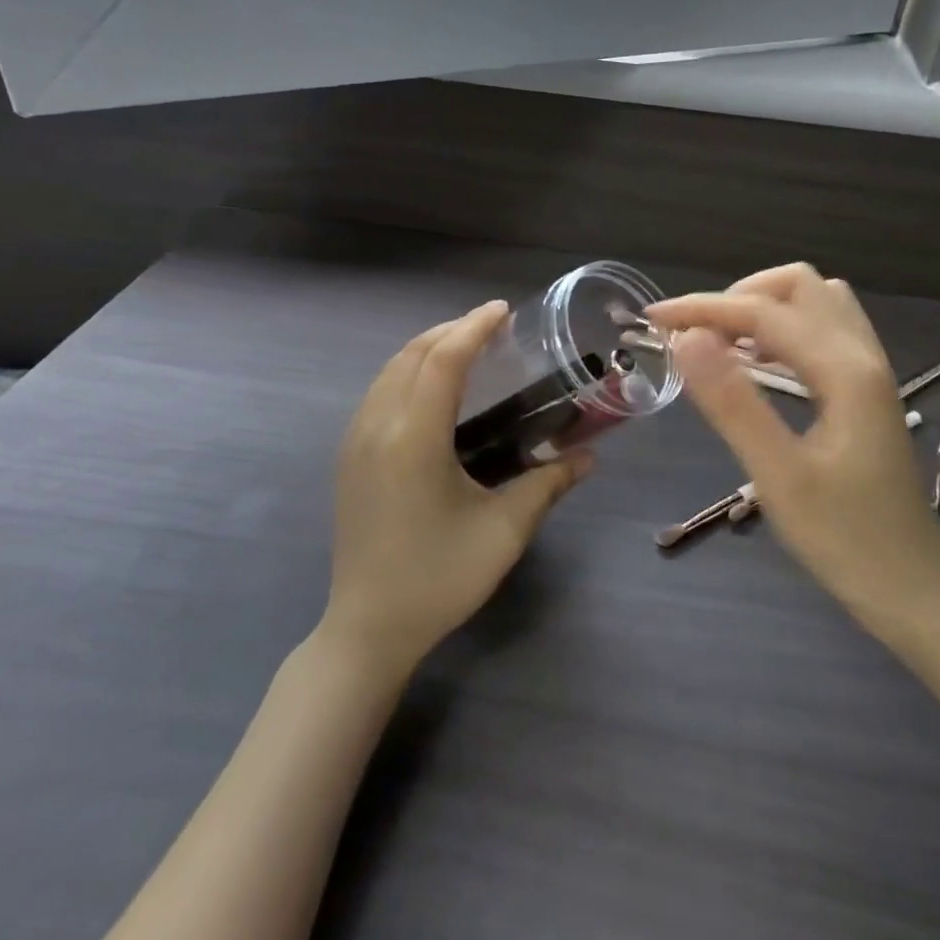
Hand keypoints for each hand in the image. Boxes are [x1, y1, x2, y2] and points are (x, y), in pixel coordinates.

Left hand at [323, 301, 590, 675]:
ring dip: (428, 348)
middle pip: (412, 354)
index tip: (504, 311)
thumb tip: (590, 457)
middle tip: (493, 327)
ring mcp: (355, 441)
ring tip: (468, 348)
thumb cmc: (439, 578)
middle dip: (452, 330)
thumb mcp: (504, 531)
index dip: (474, 328)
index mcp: (413, 438)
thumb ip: (547, 484)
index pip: (443, 360)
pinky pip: (379, 391)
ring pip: (390, 370)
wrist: (368, 629)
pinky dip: (410, 371)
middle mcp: (377, 427)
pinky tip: (436, 388)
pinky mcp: (349, 457)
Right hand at [647, 264, 939, 647]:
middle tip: (696, 335)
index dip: (703, 308)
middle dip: (739, 296)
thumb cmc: (845, 540)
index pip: (764, 312)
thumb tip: (686, 339)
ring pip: (816, 302)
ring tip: (721, 344)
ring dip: (764, 307)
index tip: (653, 320)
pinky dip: (784, 329)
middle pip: (799, 285)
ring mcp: (870, 370)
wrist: (914, 589)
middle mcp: (863, 355)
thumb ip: (732, 403)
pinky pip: (824, 331)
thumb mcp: (779, 476)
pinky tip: (758, 364)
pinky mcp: (866, 390)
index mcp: (845, 370)